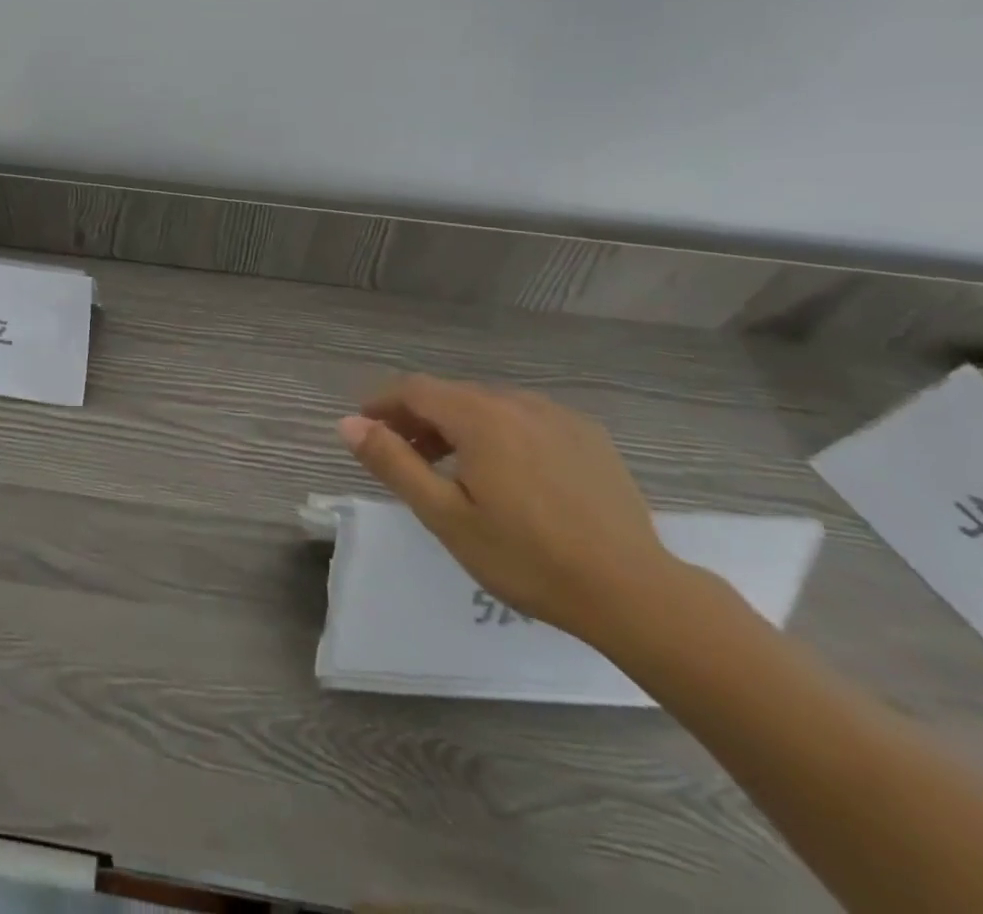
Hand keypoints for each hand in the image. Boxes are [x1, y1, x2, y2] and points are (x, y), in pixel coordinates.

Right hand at [337, 377, 678, 644]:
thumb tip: (348, 424)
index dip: (383, 404)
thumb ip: (394, 463)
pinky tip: (509, 474)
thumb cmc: (528, 558)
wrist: (634, 593)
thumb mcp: (446, 517)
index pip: (414, 389)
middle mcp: (517, 402)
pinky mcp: (588, 435)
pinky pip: (526, 419)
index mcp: (480, 417)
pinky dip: (500, 433)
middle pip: (452, 395)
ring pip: (490, 406)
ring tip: (452, 469)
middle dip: (418, 418)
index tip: (365, 429)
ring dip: (458, 426)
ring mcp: (558, 416)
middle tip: (404, 456)